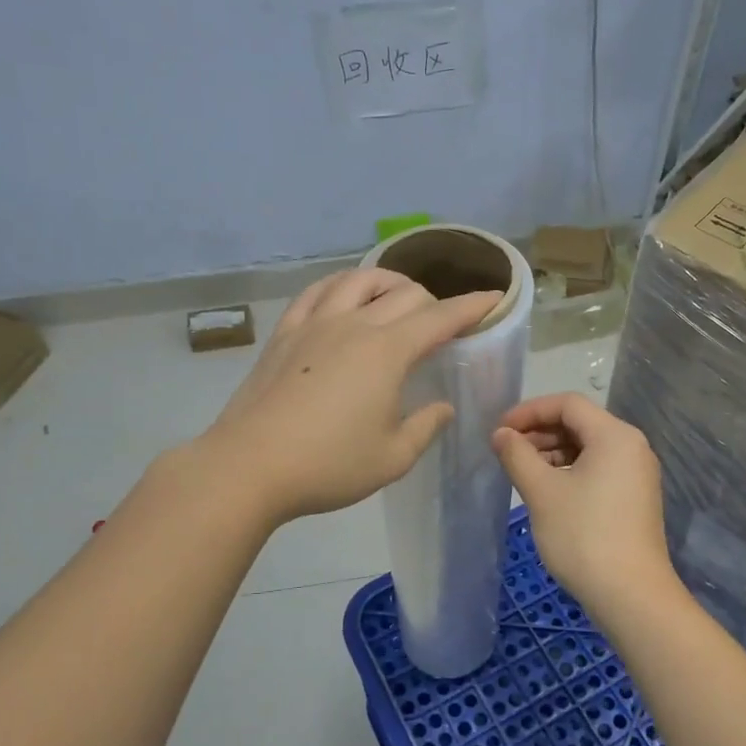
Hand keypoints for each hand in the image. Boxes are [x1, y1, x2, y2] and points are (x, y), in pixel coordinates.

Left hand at [199, 269, 500, 524]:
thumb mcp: (393, 458)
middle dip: (433, 300)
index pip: (440, 318)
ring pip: (358, 280)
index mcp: (388, 352)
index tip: (494, 297)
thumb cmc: (329, 466)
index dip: (472, 306)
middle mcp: (354, 325)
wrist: (250, 466)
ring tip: (395, 297)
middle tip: (441, 322)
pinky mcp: (285, 333)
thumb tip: (441, 406)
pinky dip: (339, 286)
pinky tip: (342, 296)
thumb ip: (425, 427)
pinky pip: (316, 292)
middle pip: (403, 293)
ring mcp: (315, 324)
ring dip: (387, 282)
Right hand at [491, 393, 675, 622]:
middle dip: (539, 431)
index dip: (529, 411)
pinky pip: (598, 468)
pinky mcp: (634, 498)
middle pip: (579, 423)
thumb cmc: (583, 535)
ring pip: (587, 447)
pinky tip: (546, 489)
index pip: (567, 404)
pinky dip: (569, 470)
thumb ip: (517, 455)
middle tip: (505, 450)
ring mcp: (636, 474)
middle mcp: (631, 447)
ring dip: (552, 452)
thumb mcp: (541, 492)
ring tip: (521, 470)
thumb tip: (501, 434)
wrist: (631, 595)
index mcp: (614, 435)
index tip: (500, 430)